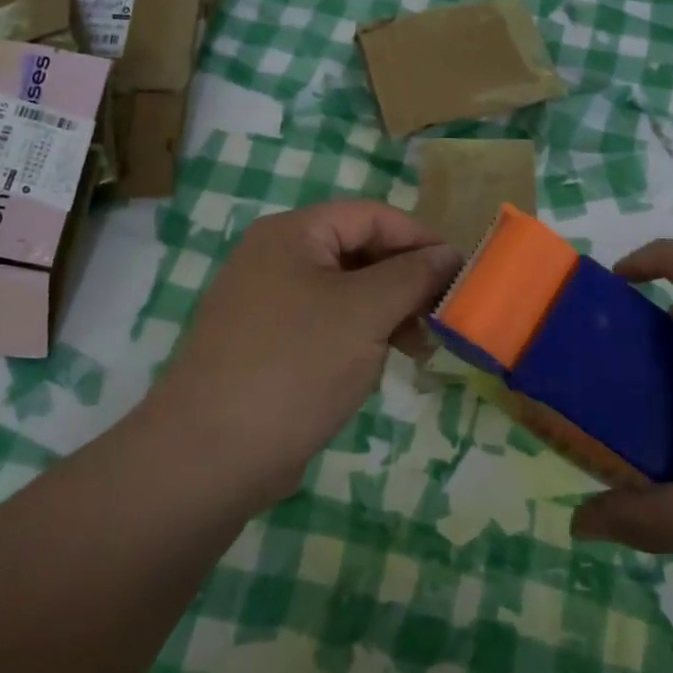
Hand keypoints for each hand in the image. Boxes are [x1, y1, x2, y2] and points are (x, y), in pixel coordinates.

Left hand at [149, 200, 460, 505]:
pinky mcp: (270, 346)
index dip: (420, 239)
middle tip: (443, 316)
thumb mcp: (364, 313)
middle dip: (405, 281)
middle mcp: (276, 259)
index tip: (462, 272)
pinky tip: (382, 365)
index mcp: (292, 234)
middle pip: (358, 252)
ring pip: (346, 293)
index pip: (371, 216)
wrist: (210, 456)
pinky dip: (361, 337)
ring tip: (421, 348)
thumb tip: (450, 254)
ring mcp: (269, 304)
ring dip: (388, 313)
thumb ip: (412, 276)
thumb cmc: (294, 366)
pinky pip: (328, 325)